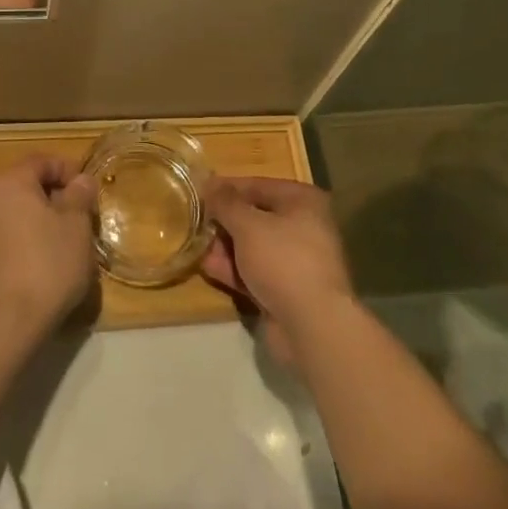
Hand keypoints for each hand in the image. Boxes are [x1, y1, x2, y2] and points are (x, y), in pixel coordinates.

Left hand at [0, 154, 96, 338]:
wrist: (6, 321)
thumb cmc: (47, 263)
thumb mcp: (76, 225)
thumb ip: (79, 195)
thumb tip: (80, 181)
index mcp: (10, 181)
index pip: (43, 161)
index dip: (69, 171)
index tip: (88, 192)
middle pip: (26, 184)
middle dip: (55, 196)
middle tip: (80, 217)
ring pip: (15, 210)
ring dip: (39, 218)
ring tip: (63, 241)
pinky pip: (5, 233)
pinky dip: (24, 237)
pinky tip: (42, 260)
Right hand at [201, 178, 355, 366]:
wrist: (312, 325)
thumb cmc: (283, 260)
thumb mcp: (248, 224)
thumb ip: (226, 203)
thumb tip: (209, 183)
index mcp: (302, 201)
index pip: (258, 185)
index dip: (228, 187)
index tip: (200, 191)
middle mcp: (304, 226)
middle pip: (256, 216)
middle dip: (225, 220)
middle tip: (195, 221)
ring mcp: (296, 261)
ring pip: (254, 246)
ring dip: (226, 246)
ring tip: (196, 244)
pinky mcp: (287, 290)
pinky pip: (256, 272)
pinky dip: (234, 269)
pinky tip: (208, 268)